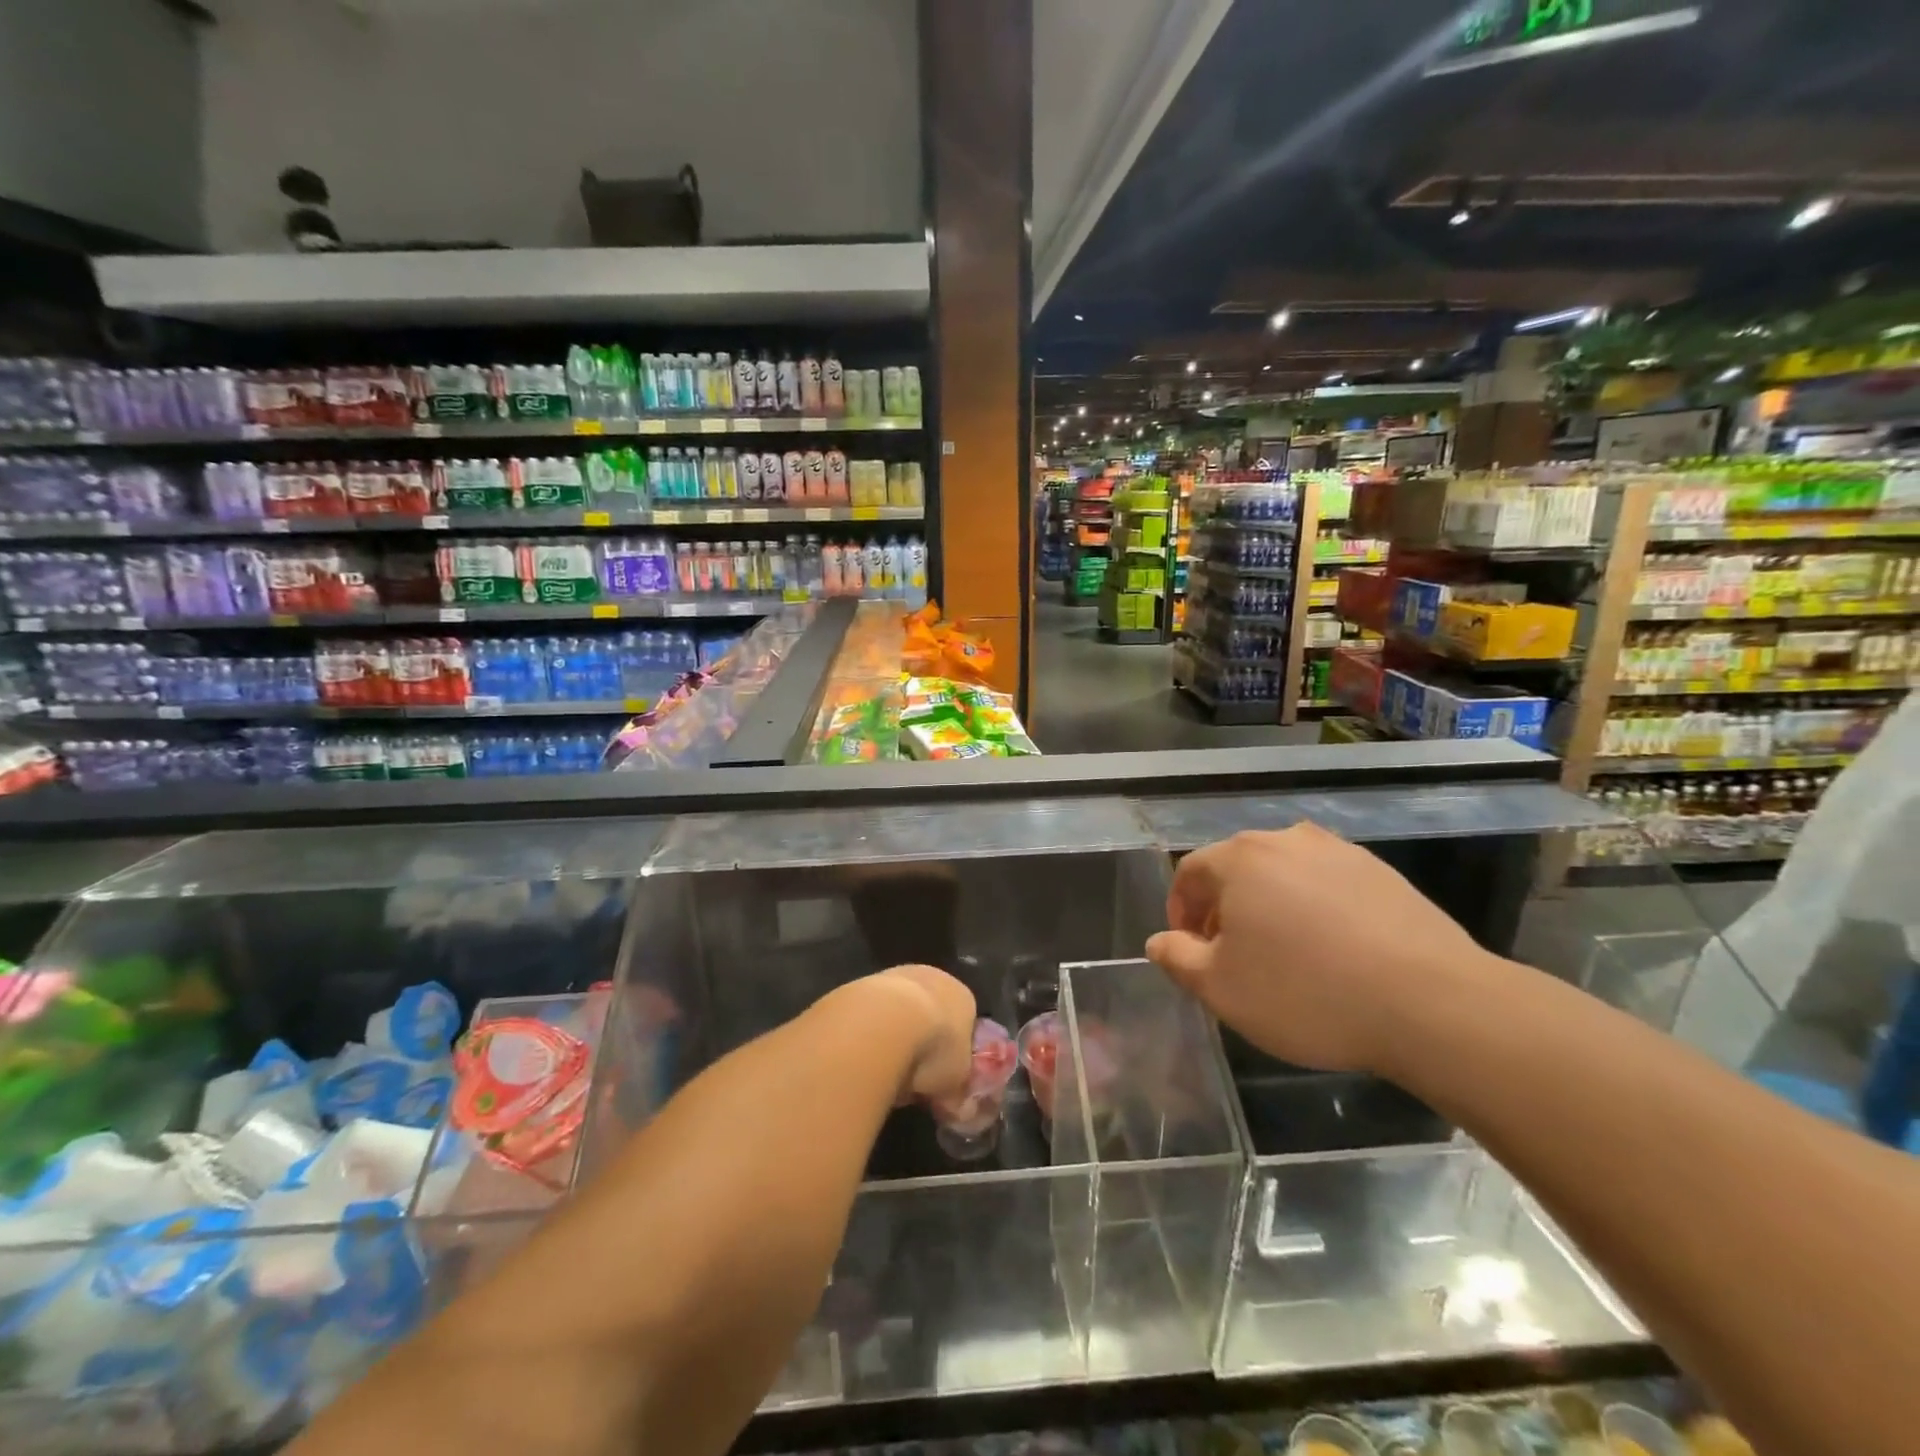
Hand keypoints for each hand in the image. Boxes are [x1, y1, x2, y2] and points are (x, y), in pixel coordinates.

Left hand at [859, 964, 976, 1104]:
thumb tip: (959, 1108)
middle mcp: (933, 978)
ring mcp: (896, 976)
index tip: (942, 1080)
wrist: (883, 1022)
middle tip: (913, 1078)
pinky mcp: (864, 982)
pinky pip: (873, 1015)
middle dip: (922, 1045)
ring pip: (899, 1013)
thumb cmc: (933, 1049)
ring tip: (885, 1071)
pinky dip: (870, 1034)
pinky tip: (864, 1056)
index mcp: (963, 996)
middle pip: (931, 1016)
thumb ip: (957, 1092)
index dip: (954, 1054)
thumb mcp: (955, 1083)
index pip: (964, 1025)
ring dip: (894, 1039)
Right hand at [1145, 823, 1495, 1074]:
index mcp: (1240, 858)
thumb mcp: (1221, 989)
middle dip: (1223, 908)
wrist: (1432, 1003)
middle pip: (1236, 868)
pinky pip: (1327, 885)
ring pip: (1284, 874)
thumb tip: (1160, 941)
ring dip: (1269, 906)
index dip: (1180, 911)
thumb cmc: (1307, 993)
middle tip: (1231, 955)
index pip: (1189, 873)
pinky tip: (1332, 952)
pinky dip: (1314, 909)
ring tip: (1282, 954)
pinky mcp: (1382, 873)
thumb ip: (1177, 958)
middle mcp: (1286, 841)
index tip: (1190, 949)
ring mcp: (1340, 852)